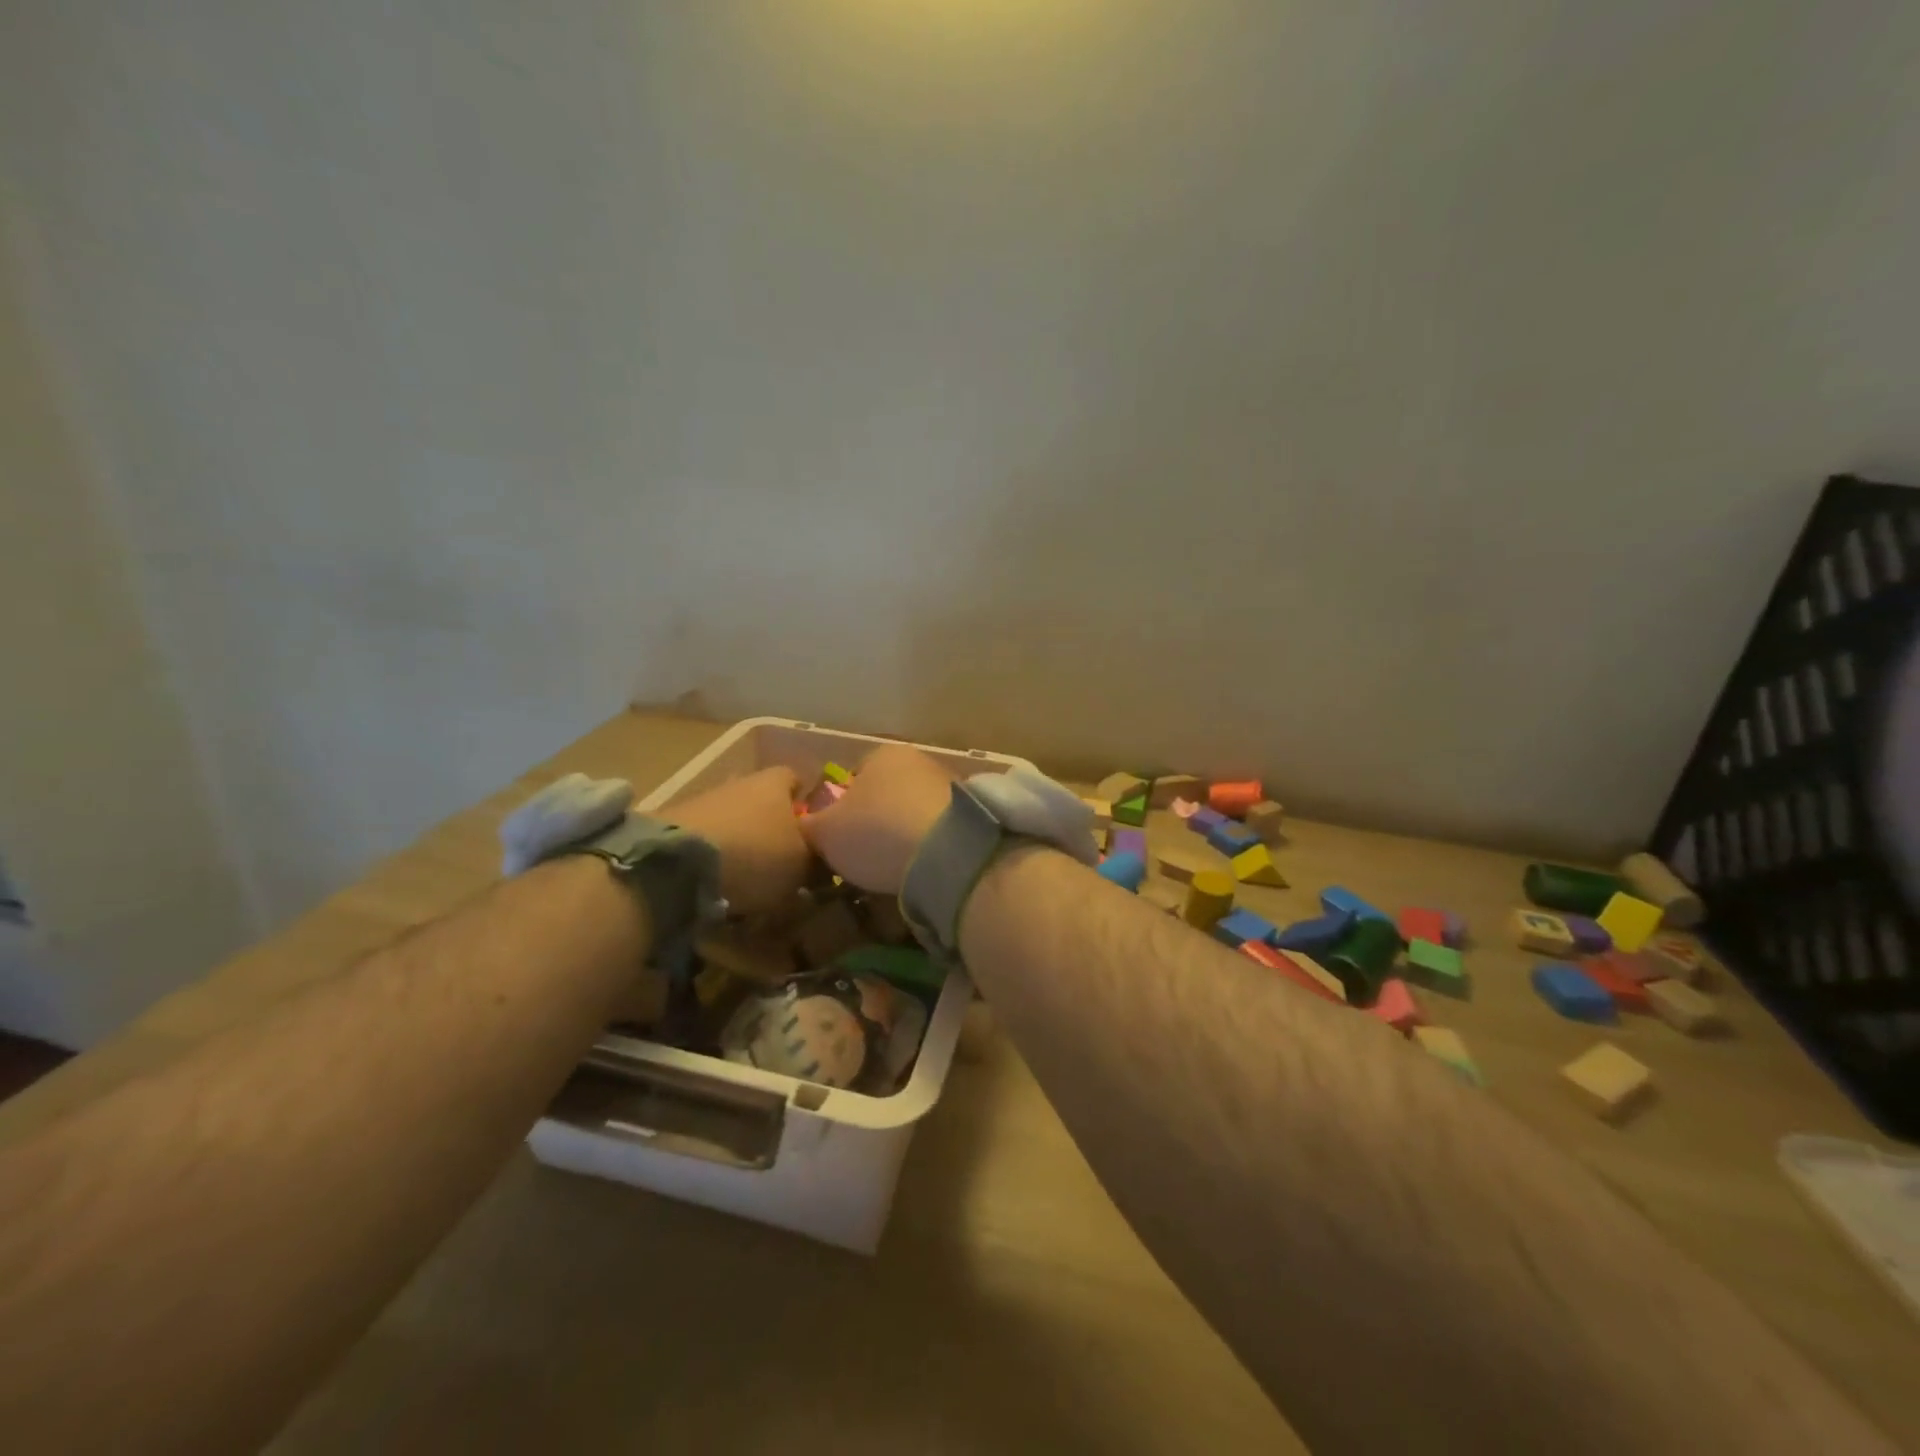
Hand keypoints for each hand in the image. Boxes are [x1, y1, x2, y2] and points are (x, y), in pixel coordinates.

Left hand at [670, 767, 810, 915]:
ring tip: (750, 880)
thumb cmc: (756, 854)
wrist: (678, 863)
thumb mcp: (802, 864)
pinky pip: (707, 839)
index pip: (798, 780)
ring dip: (743, 844)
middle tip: (784, 862)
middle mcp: (740, 781)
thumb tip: (823, 860)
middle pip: (764, 801)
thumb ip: (817, 859)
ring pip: (734, 820)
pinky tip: (718, 884)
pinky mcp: (673, 824)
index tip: (815, 834)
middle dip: (774, 827)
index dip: (808, 804)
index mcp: (776, 781)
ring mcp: (704, 800)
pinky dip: (715, 857)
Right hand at [800, 745, 954, 893]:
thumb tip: (804, 827)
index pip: (854, 773)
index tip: (839, 835)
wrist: (948, 854)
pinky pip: (939, 830)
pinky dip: (929, 846)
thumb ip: (809, 826)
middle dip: (876, 819)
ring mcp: (950, 786)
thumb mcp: (826, 833)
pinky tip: (921, 868)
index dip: (841, 805)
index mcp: (882, 754)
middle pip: (887, 792)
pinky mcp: (971, 815)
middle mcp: (919, 760)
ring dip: (905, 833)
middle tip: (864, 854)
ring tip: (894, 866)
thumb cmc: (877, 831)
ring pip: (914, 810)